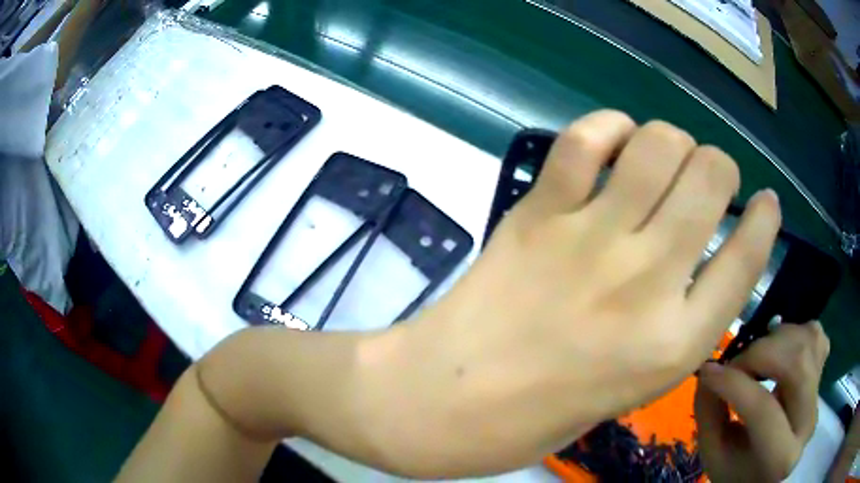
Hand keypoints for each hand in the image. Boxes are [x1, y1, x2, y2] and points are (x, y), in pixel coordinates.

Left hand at [354, 111, 781, 476]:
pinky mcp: (538, 214)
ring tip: (664, 157)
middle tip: (709, 176)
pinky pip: (585, 141)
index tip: (767, 203)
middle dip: (720, 166)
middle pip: (712, 179)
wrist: (445, 400)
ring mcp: (591, 240)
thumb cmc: (537, 416)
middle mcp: (647, 282)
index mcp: (674, 344)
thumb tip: (696, 264)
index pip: (747, 258)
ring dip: (673, 141)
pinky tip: (614, 142)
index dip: (765, 221)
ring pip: (659, 145)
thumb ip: (675, 327)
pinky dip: (608, 128)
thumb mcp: (631, 390)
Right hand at [695, 322, 829, 482]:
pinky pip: (816, 336)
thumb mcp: (713, 455)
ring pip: (809, 341)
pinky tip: (779, 351)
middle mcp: (807, 425)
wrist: (764, 473)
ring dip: (777, 340)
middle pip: (797, 363)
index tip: (708, 371)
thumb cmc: (736, 471)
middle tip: (736, 363)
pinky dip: (795, 333)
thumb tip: (709, 370)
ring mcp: (819, 396)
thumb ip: (709, 415)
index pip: (764, 410)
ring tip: (756, 357)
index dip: (735, 384)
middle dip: (761, 353)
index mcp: (780, 459)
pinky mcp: (822, 376)